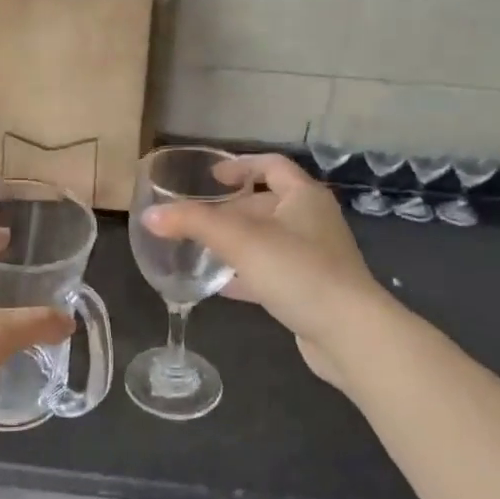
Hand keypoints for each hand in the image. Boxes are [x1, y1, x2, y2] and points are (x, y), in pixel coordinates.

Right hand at [144, 154, 383, 388]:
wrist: (349, 333)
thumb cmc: (298, 272)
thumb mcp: (240, 240)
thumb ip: (193, 223)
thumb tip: (151, 216)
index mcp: (304, 197)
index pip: (271, 166)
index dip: (240, 165)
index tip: (211, 176)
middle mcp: (313, 221)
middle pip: (266, 204)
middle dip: (231, 209)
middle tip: (196, 218)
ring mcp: (314, 257)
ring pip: (267, 241)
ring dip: (236, 243)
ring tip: (201, 249)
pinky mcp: (310, 290)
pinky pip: (272, 273)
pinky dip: (246, 274)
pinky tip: (219, 285)